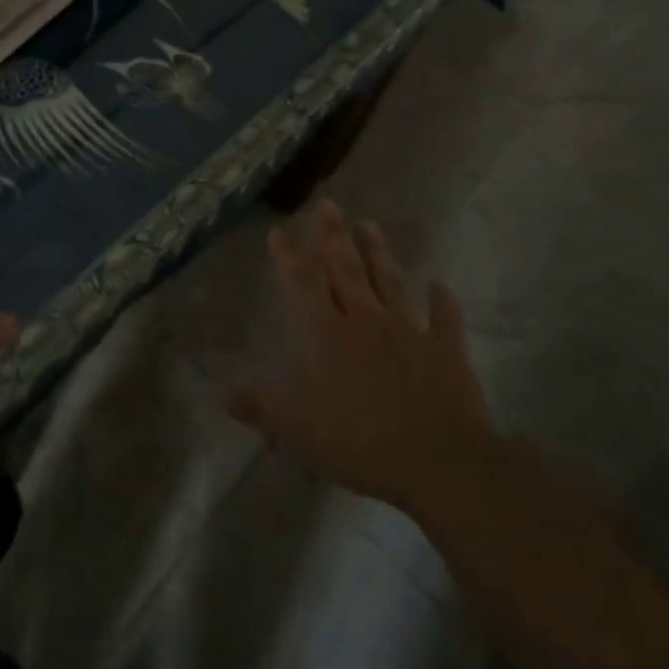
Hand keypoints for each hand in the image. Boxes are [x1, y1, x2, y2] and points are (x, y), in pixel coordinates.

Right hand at [228, 201, 495, 519]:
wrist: (439, 463)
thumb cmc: (361, 442)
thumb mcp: (298, 429)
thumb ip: (261, 407)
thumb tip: (223, 394)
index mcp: (327, 335)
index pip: (302, 285)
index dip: (288, 256)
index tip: (278, 229)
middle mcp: (365, 322)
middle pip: (346, 270)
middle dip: (334, 236)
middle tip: (330, 205)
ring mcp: (407, 332)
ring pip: (388, 283)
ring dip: (378, 253)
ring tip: (370, 223)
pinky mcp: (444, 352)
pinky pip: (443, 320)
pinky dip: (442, 301)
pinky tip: (439, 284)